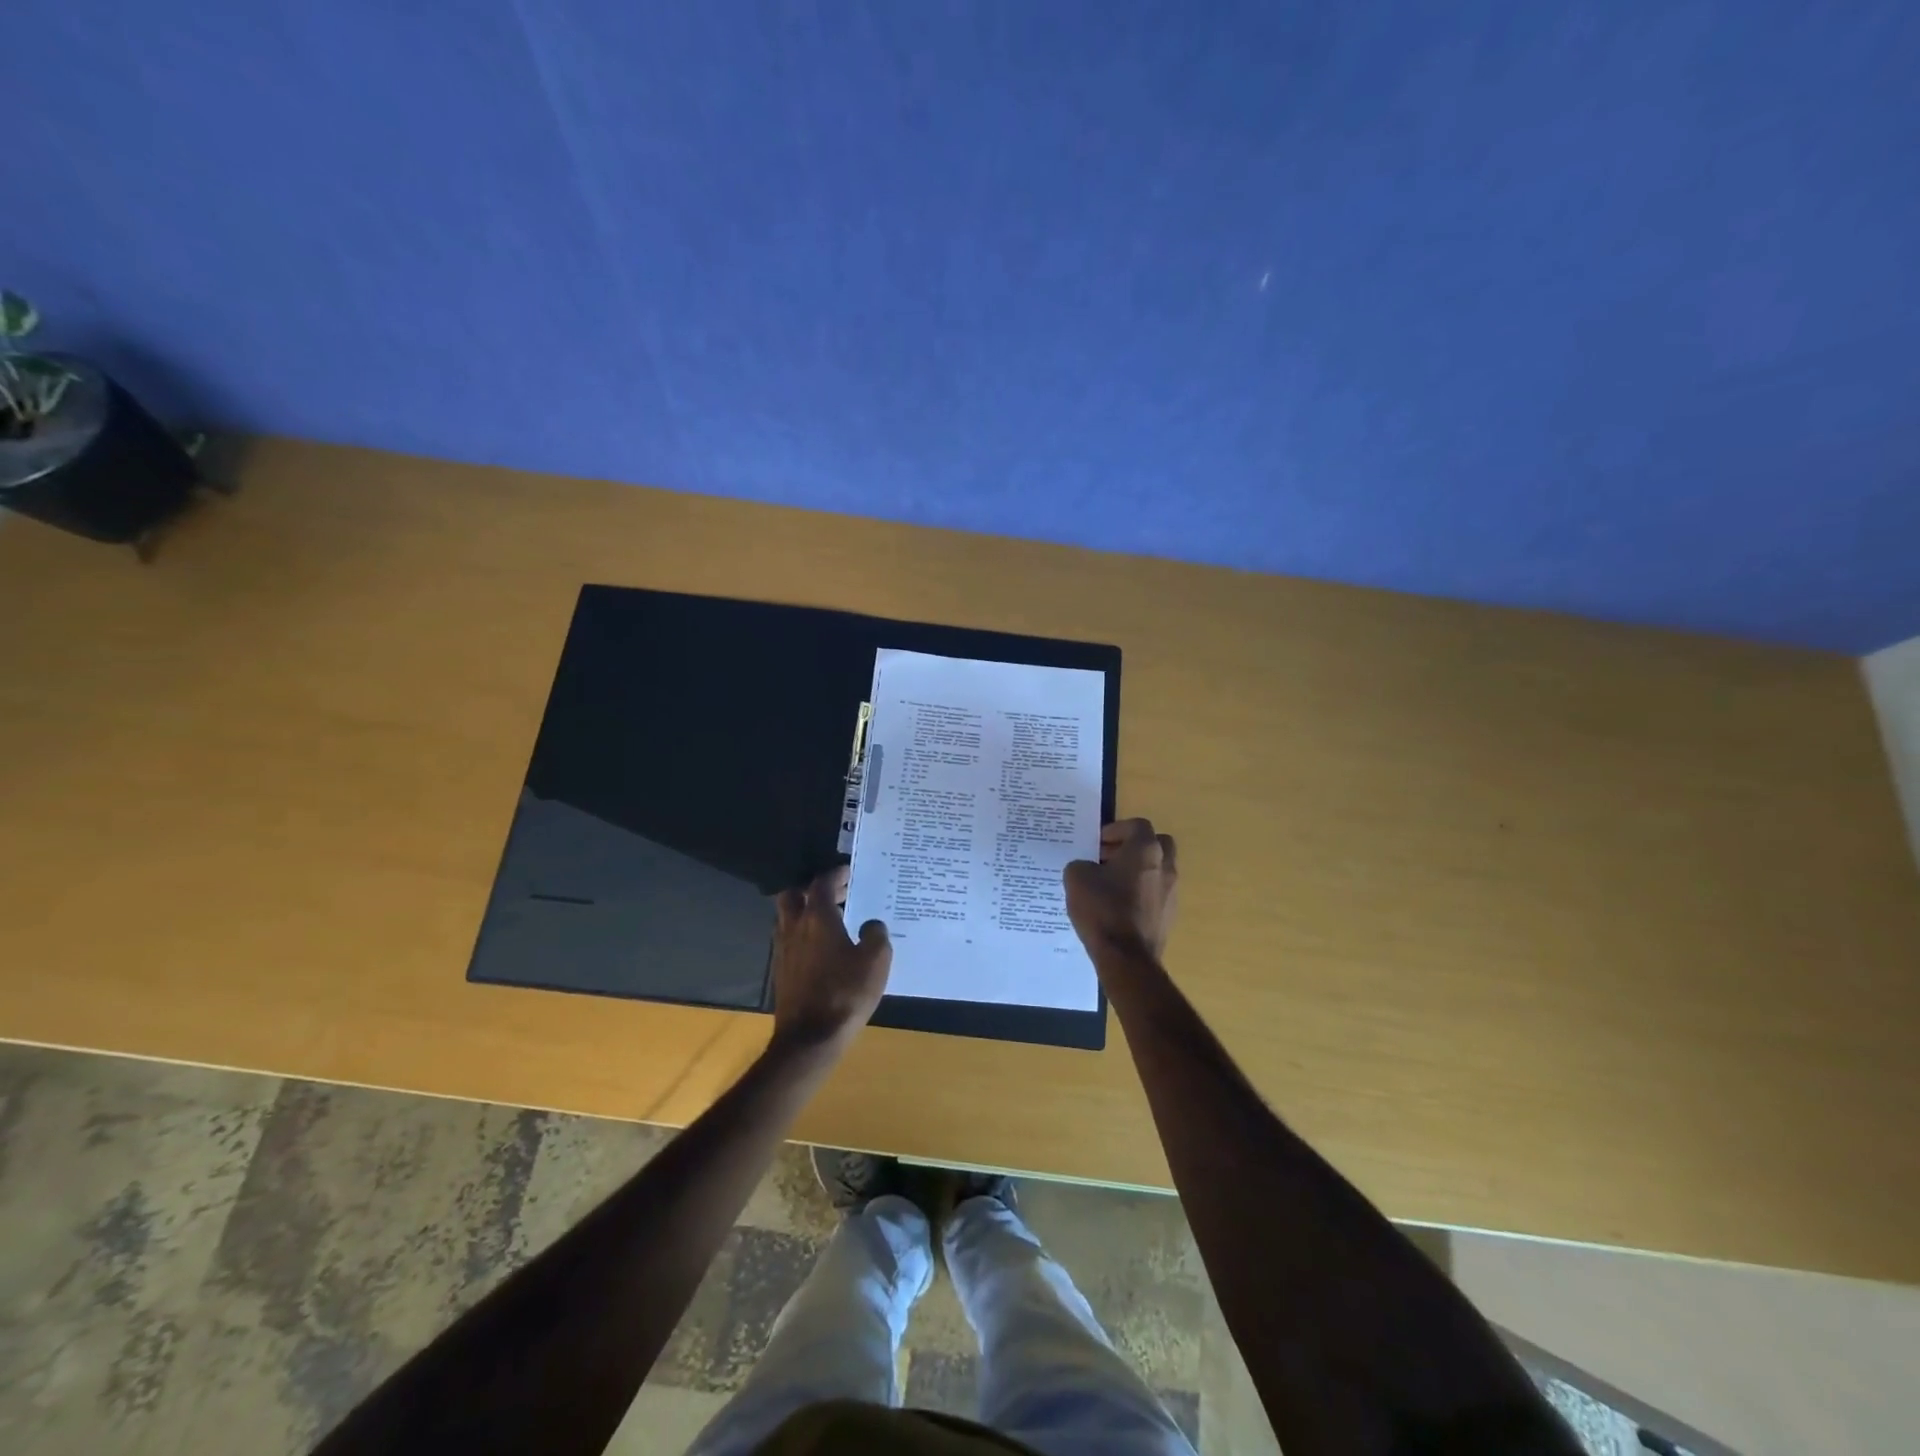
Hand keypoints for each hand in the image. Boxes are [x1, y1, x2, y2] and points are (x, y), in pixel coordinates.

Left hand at [769, 867, 891, 1052]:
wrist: (809, 1039)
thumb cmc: (845, 993)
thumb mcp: (875, 961)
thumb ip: (876, 935)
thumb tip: (870, 924)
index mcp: (817, 918)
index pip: (821, 883)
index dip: (835, 874)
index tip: (848, 871)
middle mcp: (794, 927)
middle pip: (793, 894)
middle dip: (813, 889)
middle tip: (837, 892)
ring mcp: (783, 950)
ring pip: (788, 918)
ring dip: (806, 911)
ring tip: (832, 918)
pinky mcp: (781, 971)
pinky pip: (789, 940)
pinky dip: (804, 934)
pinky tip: (823, 948)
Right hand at [1064, 818, 1177, 959]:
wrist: (1126, 957)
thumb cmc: (1102, 909)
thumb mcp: (1077, 878)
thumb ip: (1082, 864)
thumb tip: (1088, 868)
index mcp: (1146, 850)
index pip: (1137, 825)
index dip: (1116, 829)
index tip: (1097, 842)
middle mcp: (1165, 866)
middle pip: (1156, 843)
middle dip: (1133, 846)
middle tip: (1109, 857)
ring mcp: (1171, 892)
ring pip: (1157, 870)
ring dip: (1137, 870)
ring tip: (1110, 884)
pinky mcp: (1169, 916)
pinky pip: (1155, 894)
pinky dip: (1141, 893)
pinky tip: (1118, 907)